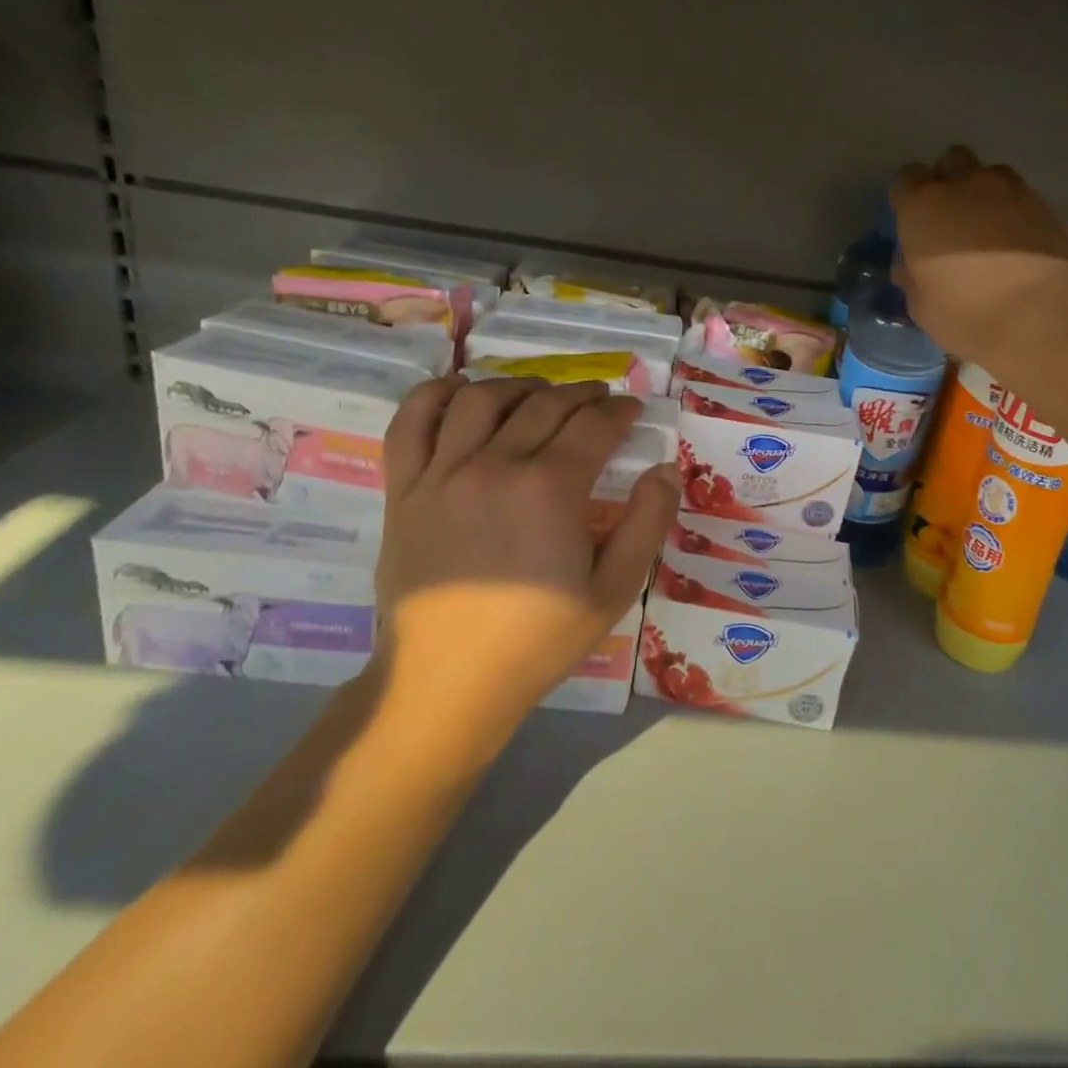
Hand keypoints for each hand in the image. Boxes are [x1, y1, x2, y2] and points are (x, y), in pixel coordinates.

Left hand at [372, 376, 678, 728]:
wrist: (447, 682)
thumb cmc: (537, 639)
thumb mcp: (614, 591)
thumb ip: (647, 524)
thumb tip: (664, 470)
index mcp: (550, 490)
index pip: (594, 425)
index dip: (620, 411)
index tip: (632, 410)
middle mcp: (494, 466)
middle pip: (545, 404)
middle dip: (581, 393)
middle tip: (599, 399)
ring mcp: (441, 474)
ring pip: (482, 399)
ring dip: (519, 385)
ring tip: (539, 394)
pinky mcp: (403, 490)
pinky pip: (410, 423)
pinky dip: (434, 395)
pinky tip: (459, 390)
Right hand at [890, 145, 1067, 368]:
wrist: (1039, 317)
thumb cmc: (965, 313)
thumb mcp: (921, 305)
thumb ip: (911, 275)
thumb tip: (909, 265)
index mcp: (923, 206)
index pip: (906, 178)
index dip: (908, 197)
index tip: (913, 220)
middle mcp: (964, 185)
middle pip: (951, 160)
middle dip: (948, 179)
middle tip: (951, 215)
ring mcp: (1009, 190)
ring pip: (990, 174)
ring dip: (984, 192)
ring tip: (988, 226)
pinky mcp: (1045, 205)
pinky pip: (1020, 196)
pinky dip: (1014, 211)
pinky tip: (1017, 240)